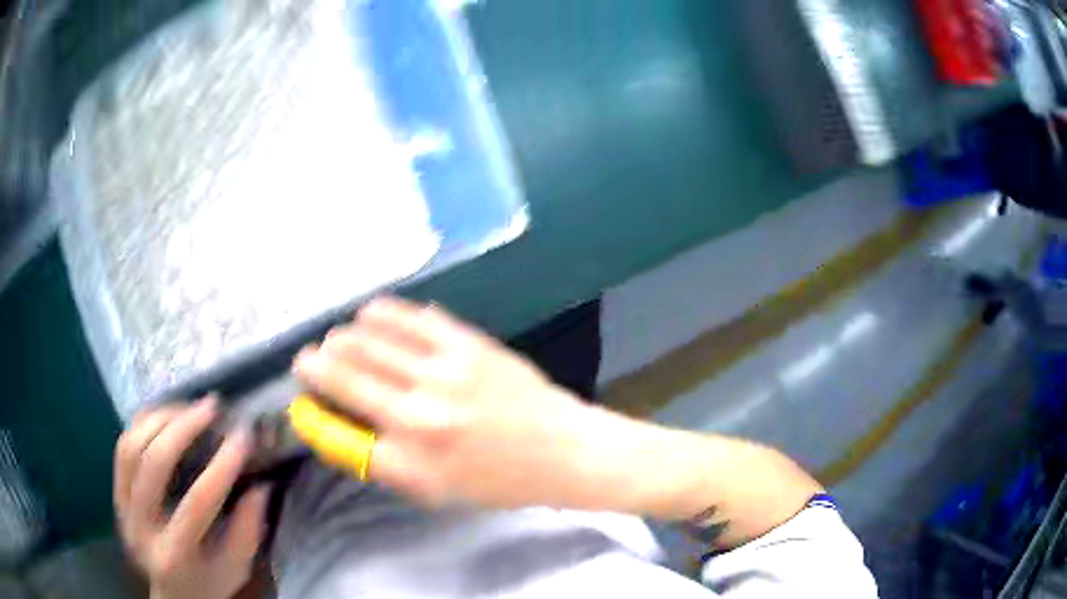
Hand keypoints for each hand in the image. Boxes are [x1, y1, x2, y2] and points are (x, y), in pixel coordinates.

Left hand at [114, 398, 269, 598]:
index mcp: (176, 555)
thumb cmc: (210, 582)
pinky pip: (123, 447)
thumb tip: (260, 484)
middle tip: (210, 407)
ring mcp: (123, 507)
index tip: (243, 437)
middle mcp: (141, 527)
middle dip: (183, 428)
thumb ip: (248, 530)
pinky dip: (143, 424)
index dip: (221, 467)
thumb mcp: (236, 567)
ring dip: (161, 419)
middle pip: (153, 464)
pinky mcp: (116, 494)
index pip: (197, 503)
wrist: (173, 592)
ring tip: (188, 407)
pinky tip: (165, 416)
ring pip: (132, 446)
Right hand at [291, 297, 603, 509]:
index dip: (312, 412)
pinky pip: (411, 317)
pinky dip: (382, 313)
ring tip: (337, 337)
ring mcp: (445, 371)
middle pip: (345, 373)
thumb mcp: (435, 490)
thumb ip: (384, 461)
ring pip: (371, 338)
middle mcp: (419, 413)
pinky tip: (371, 314)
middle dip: (317, 362)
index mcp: (411, 461)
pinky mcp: (467, 343)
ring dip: (344, 335)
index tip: (305, 400)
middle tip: (309, 358)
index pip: (338, 432)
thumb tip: (338, 427)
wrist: (560, 449)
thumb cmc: (497, 481)